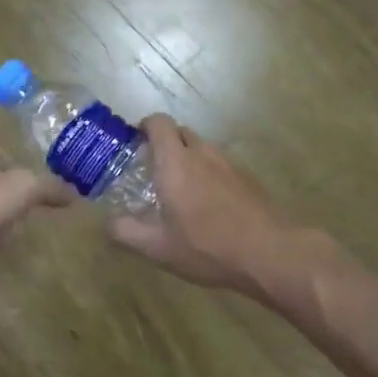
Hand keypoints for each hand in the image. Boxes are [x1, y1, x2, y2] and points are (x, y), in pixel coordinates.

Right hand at [107, 116, 296, 295]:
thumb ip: (125, 232)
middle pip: (181, 132)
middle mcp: (202, 154)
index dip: (144, 126)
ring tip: (181, 190)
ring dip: (189, 159)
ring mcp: (229, 164)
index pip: (158, 123)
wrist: (269, 253)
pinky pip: (221, 165)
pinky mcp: (249, 178)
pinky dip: (210, 174)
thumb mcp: (157, 248)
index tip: (134, 143)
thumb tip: (108, 222)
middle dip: (165, 144)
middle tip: (153, 170)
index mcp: (175, 163)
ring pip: (203, 148)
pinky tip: (210, 205)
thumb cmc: (206, 247)